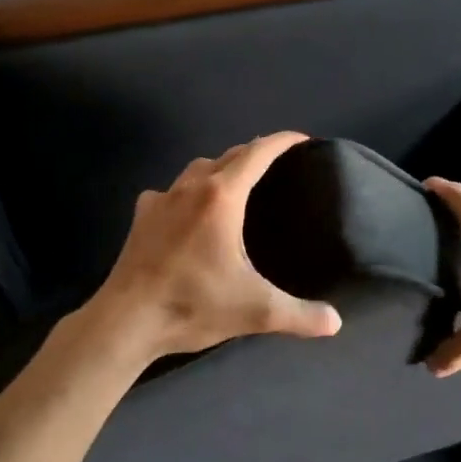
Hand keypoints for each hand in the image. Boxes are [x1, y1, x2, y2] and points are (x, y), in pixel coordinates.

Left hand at [85, 131, 342, 363]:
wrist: (125, 320)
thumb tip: (335, 323)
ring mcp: (162, 199)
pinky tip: (188, 212)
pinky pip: (170, 191)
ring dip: (220, 168)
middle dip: (255, 153)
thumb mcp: (255, 311)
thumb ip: (300, 315)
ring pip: (198, 169)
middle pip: (229, 156)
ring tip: (236, 184)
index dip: (282, 141)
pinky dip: (187, 192)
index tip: (303, 139)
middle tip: (277, 165)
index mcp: (222, 197)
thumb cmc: (192, 304)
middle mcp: (192, 187)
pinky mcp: (142, 217)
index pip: (258, 153)